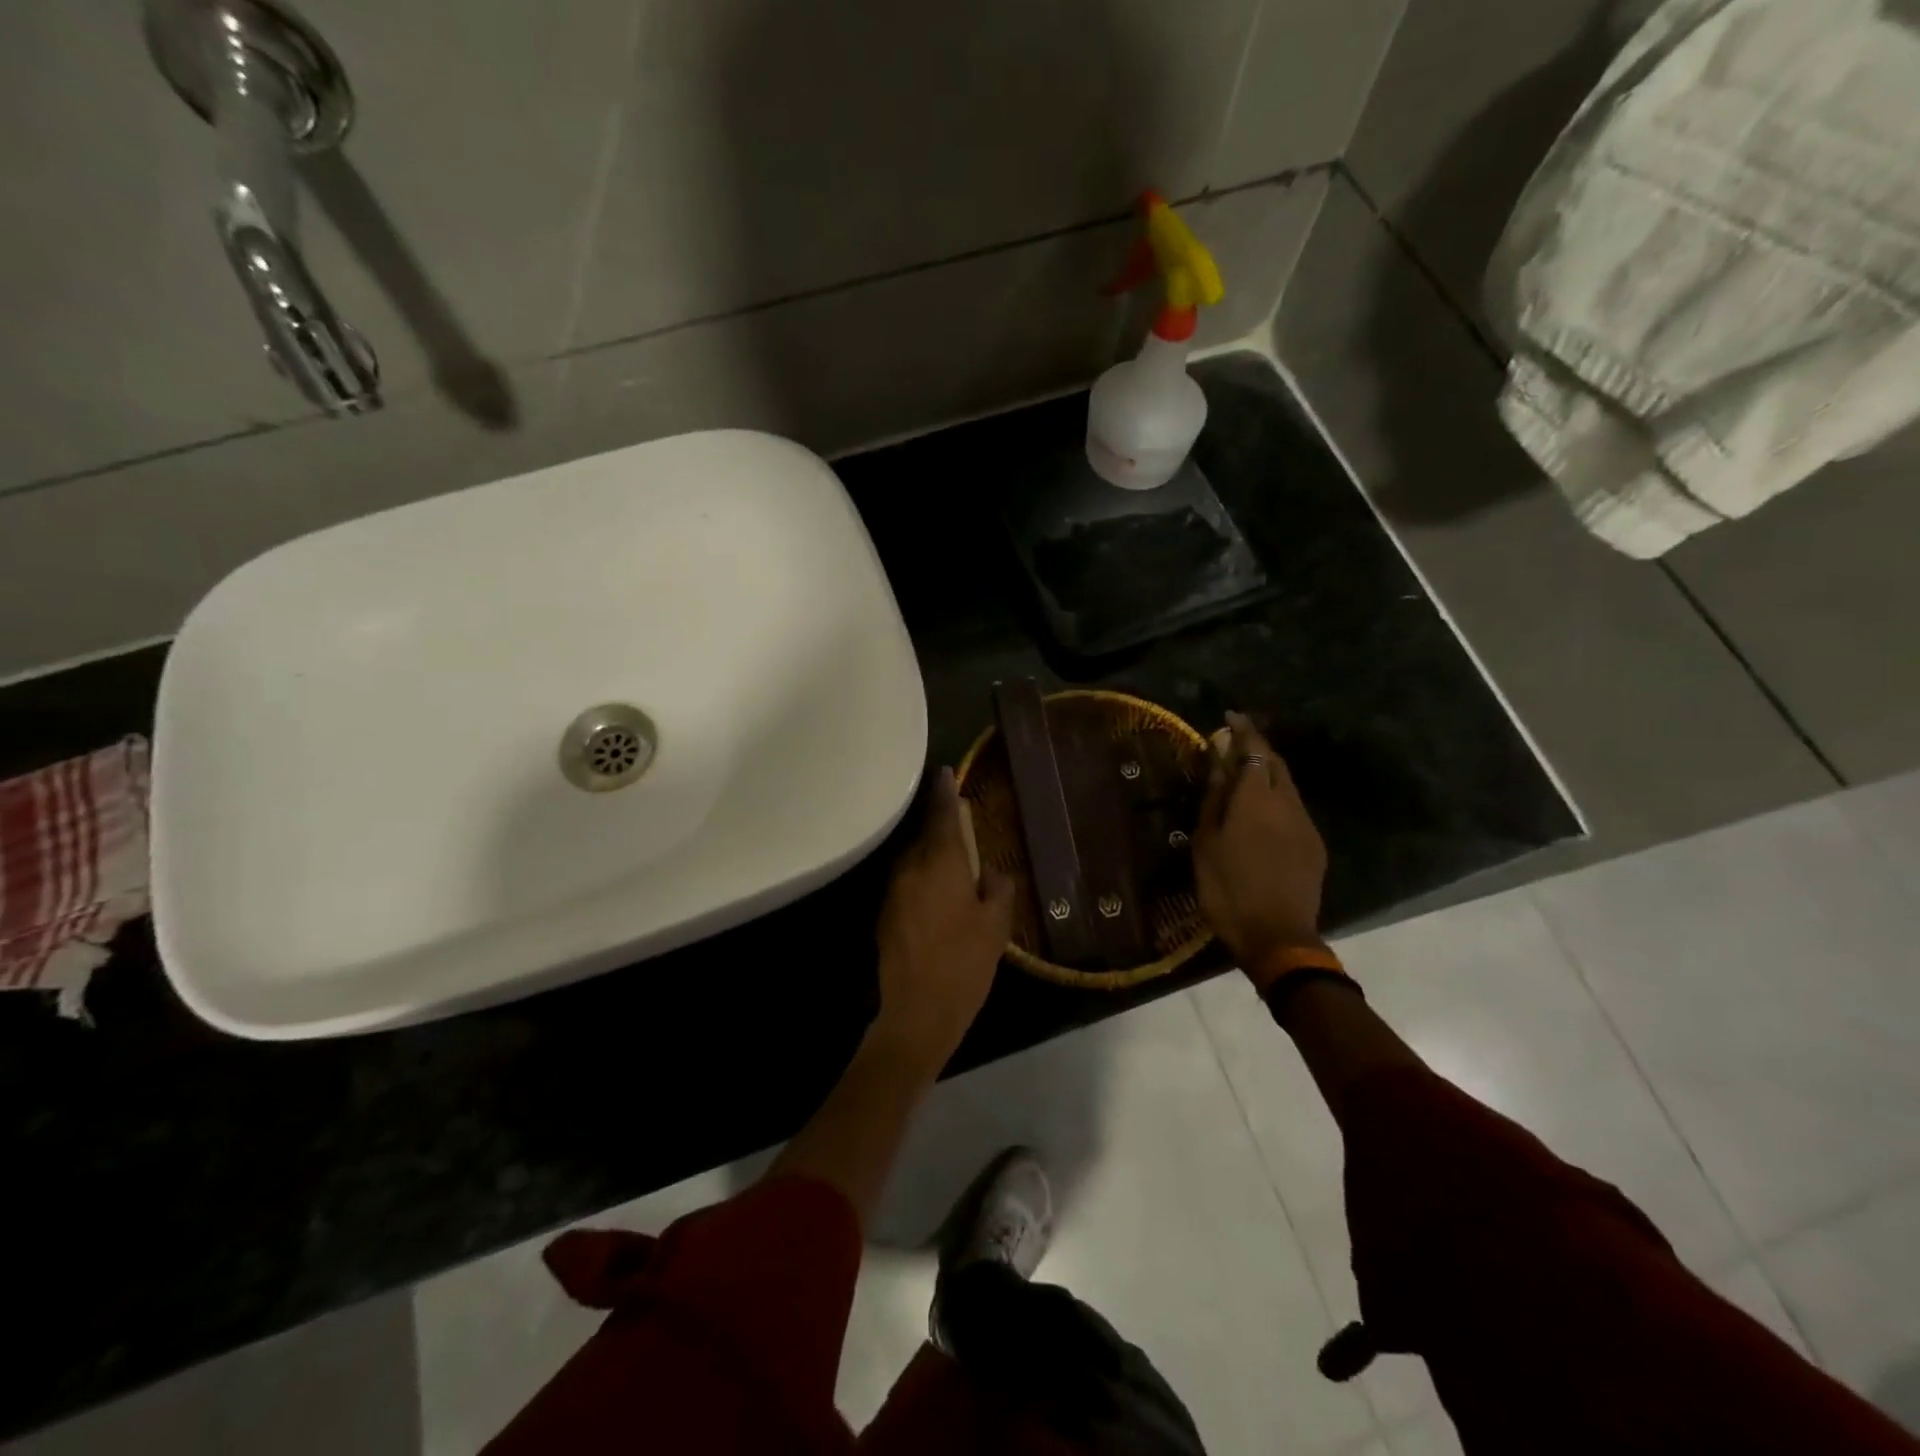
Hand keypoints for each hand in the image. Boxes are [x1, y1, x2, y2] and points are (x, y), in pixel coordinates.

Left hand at [872, 767, 1014, 1071]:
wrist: (915, 1013)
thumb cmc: (963, 965)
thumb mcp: (995, 927)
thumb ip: (998, 889)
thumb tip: (993, 872)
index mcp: (941, 863)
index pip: (942, 815)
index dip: (945, 792)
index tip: (945, 772)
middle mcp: (911, 868)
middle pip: (925, 836)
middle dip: (941, 829)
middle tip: (963, 830)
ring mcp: (893, 891)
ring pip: (914, 860)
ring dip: (931, 857)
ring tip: (954, 867)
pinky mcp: (884, 913)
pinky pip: (907, 883)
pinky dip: (922, 880)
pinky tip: (938, 898)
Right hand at [1192, 712, 1328, 977]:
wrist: (1277, 937)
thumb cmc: (1228, 889)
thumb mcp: (1207, 843)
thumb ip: (1215, 799)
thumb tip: (1219, 764)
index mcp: (1256, 799)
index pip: (1253, 749)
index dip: (1243, 729)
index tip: (1229, 717)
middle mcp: (1286, 803)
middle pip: (1275, 763)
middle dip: (1256, 747)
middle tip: (1233, 746)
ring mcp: (1305, 824)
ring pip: (1286, 785)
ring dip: (1266, 773)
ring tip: (1242, 778)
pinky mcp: (1314, 845)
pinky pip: (1293, 808)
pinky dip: (1275, 798)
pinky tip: (1260, 814)